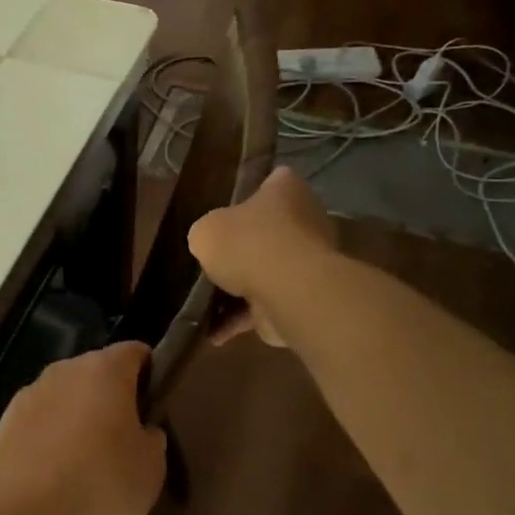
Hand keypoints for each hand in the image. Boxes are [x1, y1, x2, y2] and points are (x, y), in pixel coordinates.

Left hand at [0, 343, 167, 514]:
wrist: (21, 503)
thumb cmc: (98, 479)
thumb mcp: (150, 469)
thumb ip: (151, 440)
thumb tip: (142, 431)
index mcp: (105, 369)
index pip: (135, 352)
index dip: (150, 372)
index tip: (156, 403)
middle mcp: (65, 369)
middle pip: (97, 373)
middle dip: (112, 399)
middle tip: (125, 440)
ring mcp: (31, 391)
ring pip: (65, 396)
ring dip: (77, 418)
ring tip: (86, 463)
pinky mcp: (6, 418)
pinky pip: (40, 421)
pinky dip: (50, 438)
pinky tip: (54, 473)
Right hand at [188, 167, 336, 347]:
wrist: (287, 290)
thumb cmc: (247, 243)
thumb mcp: (206, 230)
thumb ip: (207, 233)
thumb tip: (211, 244)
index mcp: (286, 191)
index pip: (273, 181)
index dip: (253, 190)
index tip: (229, 206)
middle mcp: (305, 221)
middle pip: (270, 230)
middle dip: (245, 245)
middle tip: (214, 256)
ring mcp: (308, 262)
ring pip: (267, 270)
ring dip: (240, 288)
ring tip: (206, 302)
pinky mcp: (303, 297)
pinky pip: (266, 306)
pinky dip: (242, 320)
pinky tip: (214, 334)